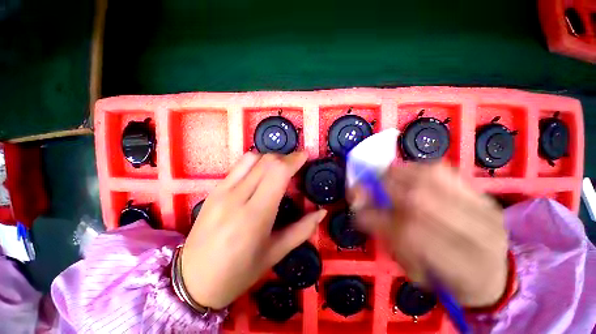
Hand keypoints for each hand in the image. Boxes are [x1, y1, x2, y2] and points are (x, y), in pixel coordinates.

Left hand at [181, 152, 326, 309]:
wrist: (192, 281)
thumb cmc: (238, 274)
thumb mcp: (275, 254)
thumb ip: (302, 230)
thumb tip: (321, 212)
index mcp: (255, 216)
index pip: (277, 173)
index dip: (294, 160)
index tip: (305, 156)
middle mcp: (236, 198)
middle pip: (266, 161)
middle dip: (285, 157)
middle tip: (296, 164)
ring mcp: (221, 191)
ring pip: (251, 158)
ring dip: (270, 158)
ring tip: (280, 168)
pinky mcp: (213, 190)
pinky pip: (239, 166)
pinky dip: (256, 163)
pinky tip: (261, 174)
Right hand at [350, 163, 507, 306]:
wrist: (494, 273)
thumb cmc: (448, 280)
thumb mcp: (414, 272)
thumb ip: (388, 238)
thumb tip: (361, 207)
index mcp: (461, 267)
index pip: (409, 232)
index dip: (374, 215)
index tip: (356, 207)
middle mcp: (477, 233)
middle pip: (419, 198)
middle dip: (382, 188)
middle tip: (365, 188)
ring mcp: (483, 206)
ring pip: (430, 177)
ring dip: (396, 174)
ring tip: (381, 178)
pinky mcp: (481, 192)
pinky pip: (441, 169)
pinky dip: (415, 167)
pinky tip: (404, 173)